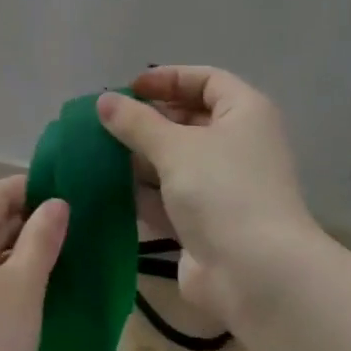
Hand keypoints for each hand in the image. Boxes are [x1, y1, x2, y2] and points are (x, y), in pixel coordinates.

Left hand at [0, 175, 68, 350]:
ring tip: (64, 260)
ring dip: (22, 251)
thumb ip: (42, 238)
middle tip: (78, 232)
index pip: (0, 191)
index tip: (76, 198)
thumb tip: (57, 202)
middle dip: (33, 221)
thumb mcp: (25, 286)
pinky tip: (34, 292)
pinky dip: (5, 275)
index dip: (37, 189)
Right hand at [97, 67, 320, 321]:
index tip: (128, 88)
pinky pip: (170, 199)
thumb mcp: (176, 147)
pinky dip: (143, 194)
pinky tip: (106, 190)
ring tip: (96, 154)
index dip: (168, 79)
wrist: (254, 272)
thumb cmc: (222, 191)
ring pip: (176, 163)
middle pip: (190, 121)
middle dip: (148, 121)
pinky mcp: (205, 224)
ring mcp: (223, 188)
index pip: (207, 80)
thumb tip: (104, 101)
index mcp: (245, 114)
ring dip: (140, 159)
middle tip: (105, 124)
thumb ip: (137, 122)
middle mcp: (238, 146)